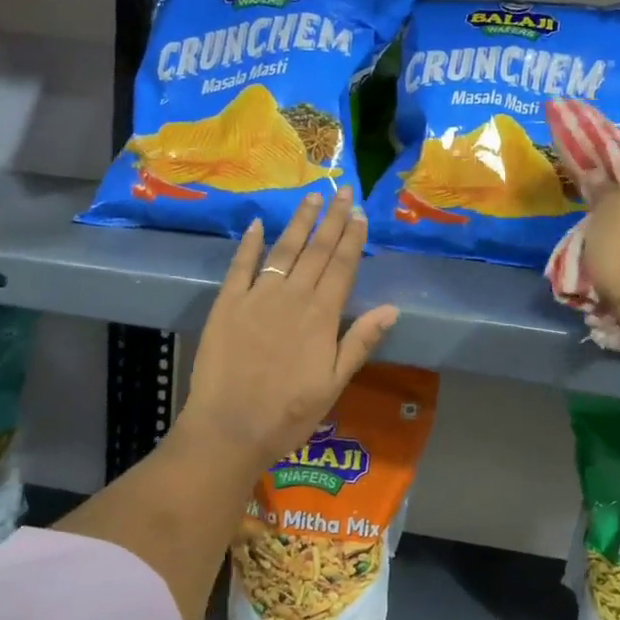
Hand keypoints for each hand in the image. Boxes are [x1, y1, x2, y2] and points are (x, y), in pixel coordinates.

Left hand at [176, 185, 398, 473]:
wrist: (229, 428)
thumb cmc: (288, 414)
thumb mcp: (333, 384)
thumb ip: (360, 342)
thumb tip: (392, 308)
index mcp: (321, 316)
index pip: (342, 266)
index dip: (352, 238)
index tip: (359, 212)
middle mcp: (292, 297)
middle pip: (316, 250)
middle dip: (331, 219)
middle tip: (341, 190)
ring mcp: (256, 297)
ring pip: (283, 251)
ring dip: (298, 223)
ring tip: (311, 197)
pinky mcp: (226, 304)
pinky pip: (240, 266)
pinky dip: (249, 244)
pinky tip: (257, 224)